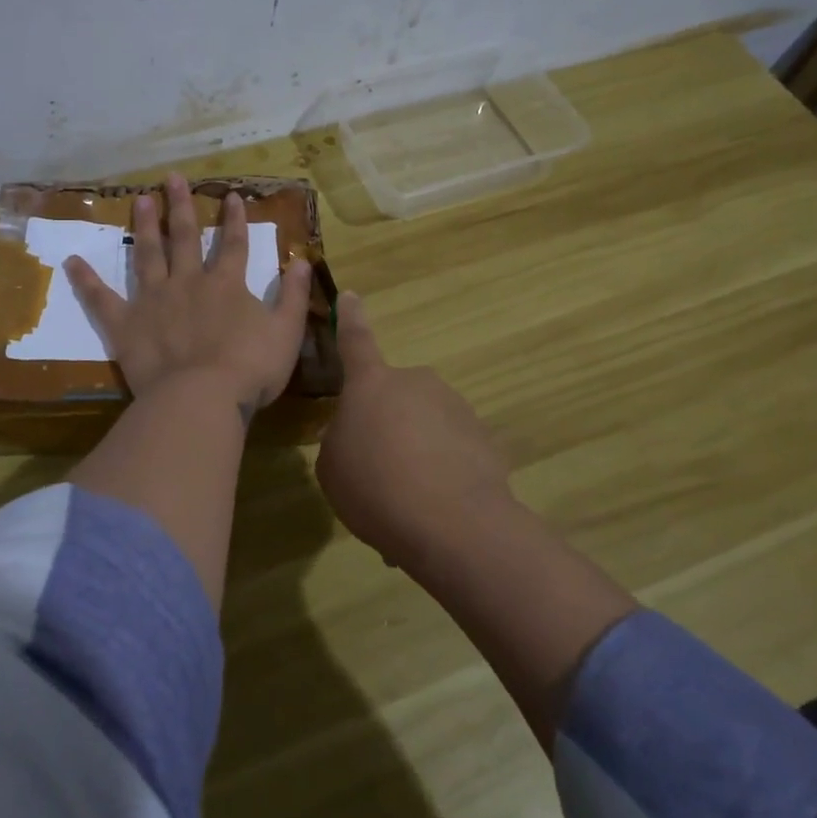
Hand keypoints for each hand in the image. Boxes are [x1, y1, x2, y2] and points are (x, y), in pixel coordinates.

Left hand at [65, 173, 312, 419]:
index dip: (234, 219)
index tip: (231, 195)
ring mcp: (153, 301)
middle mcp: (188, 282)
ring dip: (144, 226)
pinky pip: (101, 299)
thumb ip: (293, 295)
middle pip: (183, 238)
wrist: (202, 398)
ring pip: (147, 255)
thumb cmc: (249, 368)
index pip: (233, 244)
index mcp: (226, 284)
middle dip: (180, 206)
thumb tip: (302, 260)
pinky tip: (71, 261)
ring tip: (139, 200)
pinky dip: (86, 280)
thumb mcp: (286, 332)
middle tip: (172, 178)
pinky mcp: (125, 325)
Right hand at [316, 291, 512, 564]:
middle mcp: (416, 383)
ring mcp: (454, 407)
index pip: (355, 340)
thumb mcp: (333, 467)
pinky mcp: (483, 437)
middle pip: (394, 397)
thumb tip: (359, 434)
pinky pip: (452, 450)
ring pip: (424, 425)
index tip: (351, 295)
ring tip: (407, 500)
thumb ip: (341, 439)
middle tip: (378, 470)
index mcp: (371, 383)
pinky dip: (442, 472)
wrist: (453, 523)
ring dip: (415, 453)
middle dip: (387, 424)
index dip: (351, 318)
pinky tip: (437, 508)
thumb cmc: (375, 486)